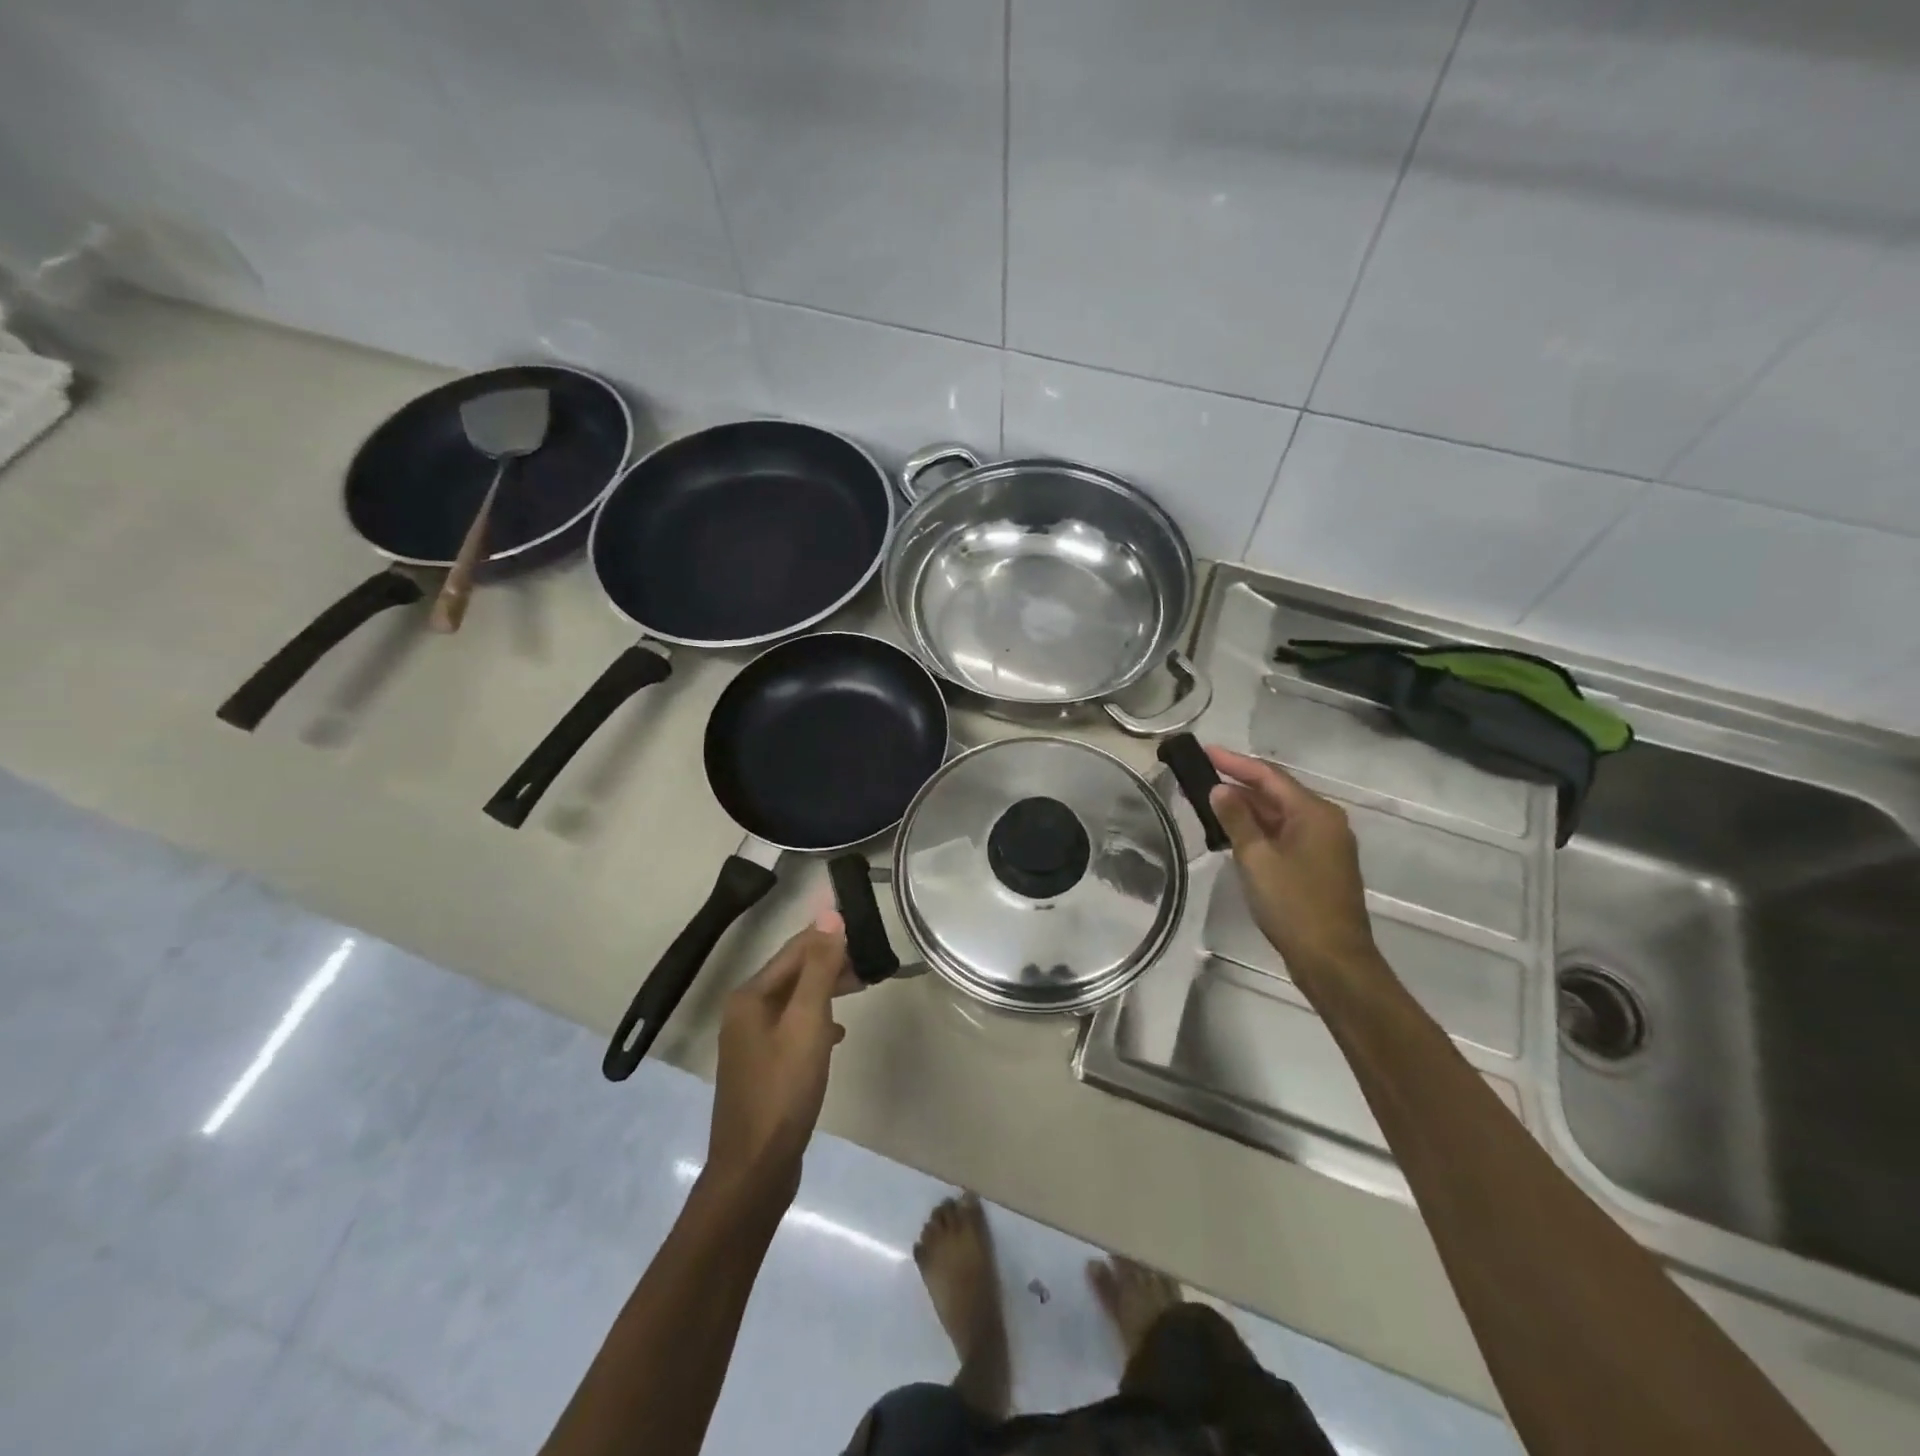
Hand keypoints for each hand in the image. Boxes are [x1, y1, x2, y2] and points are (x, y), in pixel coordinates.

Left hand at [705, 913, 849, 1204]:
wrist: (755, 1168)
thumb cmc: (783, 1089)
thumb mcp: (807, 1022)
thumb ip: (819, 968)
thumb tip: (829, 914)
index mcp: (750, 996)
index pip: (795, 950)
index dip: (829, 937)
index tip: (865, 930)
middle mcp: (745, 1012)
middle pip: (794, 973)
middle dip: (831, 963)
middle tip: (870, 962)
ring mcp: (751, 1041)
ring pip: (796, 1001)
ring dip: (827, 990)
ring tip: (862, 987)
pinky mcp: (763, 1066)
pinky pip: (793, 1028)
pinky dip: (817, 1021)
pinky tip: (837, 1034)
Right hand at [1205, 746, 1380, 982]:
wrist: (1333, 960)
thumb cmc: (1294, 904)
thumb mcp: (1257, 858)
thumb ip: (1236, 819)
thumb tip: (1220, 789)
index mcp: (1315, 812)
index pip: (1268, 775)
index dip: (1234, 762)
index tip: (1204, 751)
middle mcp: (1325, 821)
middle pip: (1276, 792)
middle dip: (1238, 784)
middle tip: (1200, 777)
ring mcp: (1325, 844)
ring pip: (1279, 815)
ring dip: (1246, 808)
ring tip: (1208, 802)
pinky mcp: (1319, 865)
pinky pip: (1285, 834)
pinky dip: (1259, 829)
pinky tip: (1233, 833)